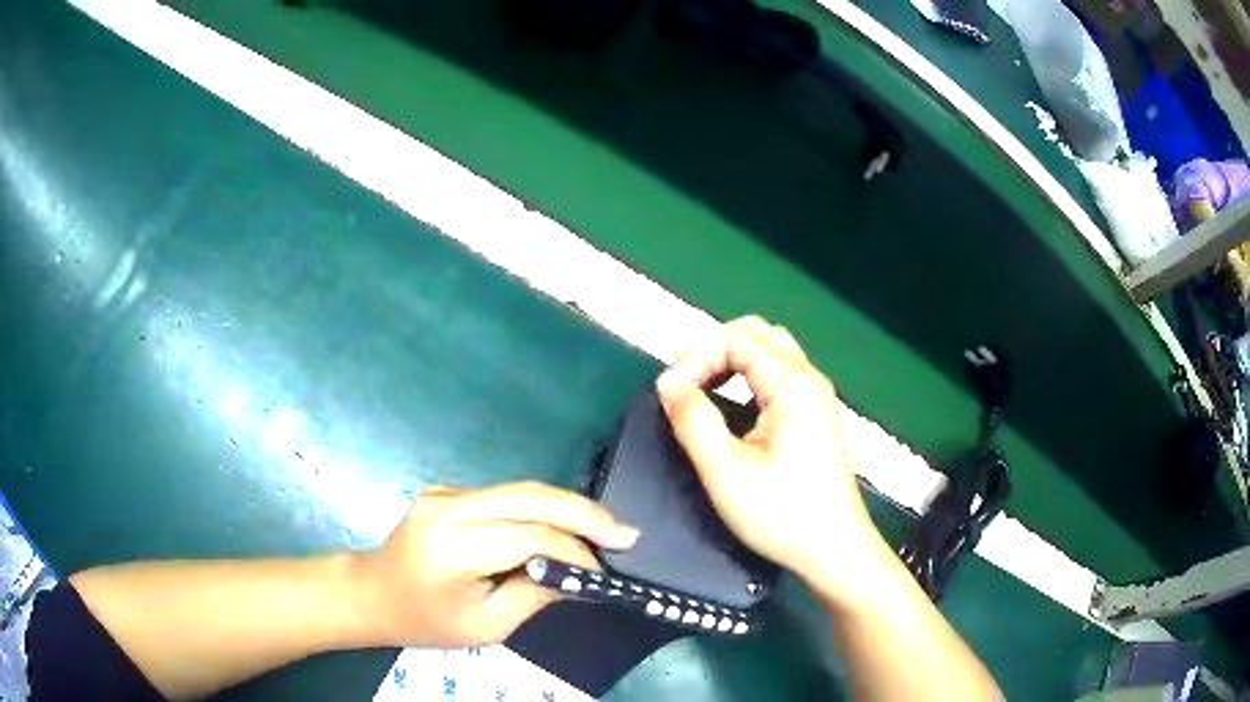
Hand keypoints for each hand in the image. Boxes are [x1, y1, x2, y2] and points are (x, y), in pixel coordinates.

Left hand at [352, 481, 638, 647]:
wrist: (372, 592)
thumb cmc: (425, 621)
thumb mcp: (485, 627)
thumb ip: (533, 596)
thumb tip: (577, 574)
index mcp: (452, 546)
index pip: (528, 536)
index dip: (574, 551)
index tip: (605, 571)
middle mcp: (449, 506)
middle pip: (530, 496)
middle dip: (584, 513)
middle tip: (625, 533)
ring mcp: (446, 492)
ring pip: (522, 490)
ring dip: (566, 509)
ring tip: (603, 531)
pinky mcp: (449, 491)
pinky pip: (505, 497)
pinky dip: (540, 511)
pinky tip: (561, 529)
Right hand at [656, 316, 887, 603]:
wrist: (834, 550)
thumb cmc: (781, 513)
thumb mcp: (725, 471)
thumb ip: (693, 419)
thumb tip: (668, 382)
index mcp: (792, 383)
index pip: (734, 337)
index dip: (695, 357)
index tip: (670, 394)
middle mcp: (808, 378)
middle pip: (755, 334)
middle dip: (712, 351)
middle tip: (685, 386)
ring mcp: (816, 397)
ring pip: (769, 352)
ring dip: (731, 362)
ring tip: (702, 393)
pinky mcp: (816, 416)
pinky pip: (778, 376)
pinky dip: (748, 378)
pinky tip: (733, 410)